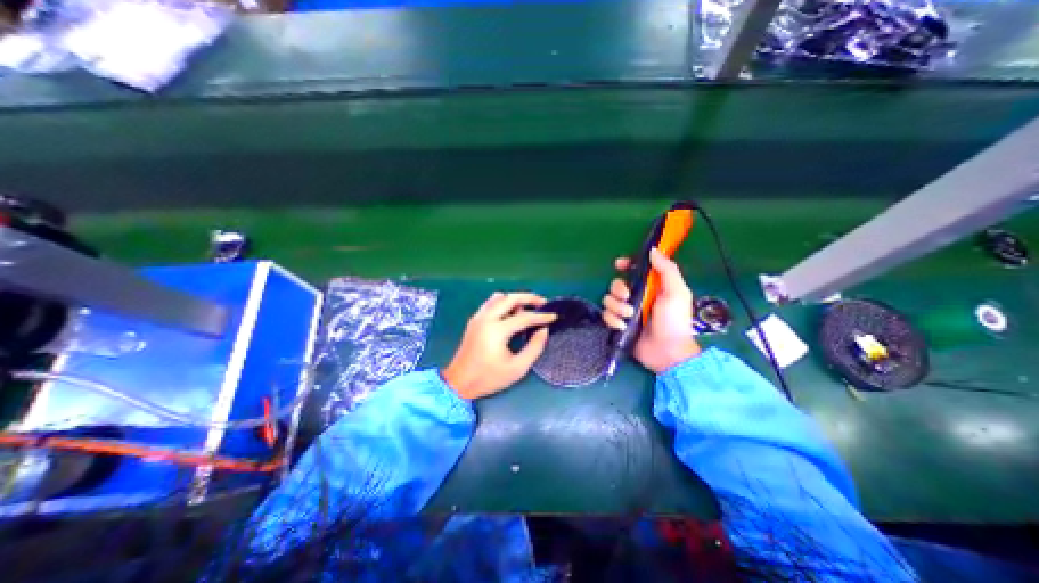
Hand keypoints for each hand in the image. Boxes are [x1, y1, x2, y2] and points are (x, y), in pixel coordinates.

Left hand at [445, 292, 560, 401]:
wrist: (458, 383)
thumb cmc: (488, 378)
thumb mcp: (517, 368)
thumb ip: (534, 348)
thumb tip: (543, 330)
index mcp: (496, 330)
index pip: (524, 317)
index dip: (541, 316)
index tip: (554, 316)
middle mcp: (486, 318)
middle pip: (510, 298)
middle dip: (529, 298)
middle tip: (543, 303)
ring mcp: (478, 317)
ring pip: (499, 297)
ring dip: (515, 299)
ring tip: (527, 309)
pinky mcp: (474, 320)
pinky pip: (491, 303)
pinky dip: (504, 303)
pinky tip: (511, 315)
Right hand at [598, 247, 700, 373]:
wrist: (667, 352)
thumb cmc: (675, 321)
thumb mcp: (676, 292)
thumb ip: (667, 270)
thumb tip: (653, 250)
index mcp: (651, 286)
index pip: (634, 270)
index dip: (626, 264)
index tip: (620, 265)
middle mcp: (636, 296)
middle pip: (616, 284)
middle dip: (618, 289)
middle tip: (627, 297)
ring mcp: (626, 311)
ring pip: (608, 300)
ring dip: (616, 307)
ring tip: (628, 316)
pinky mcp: (618, 324)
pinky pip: (606, 316)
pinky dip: (612, 320)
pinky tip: (622, 326)